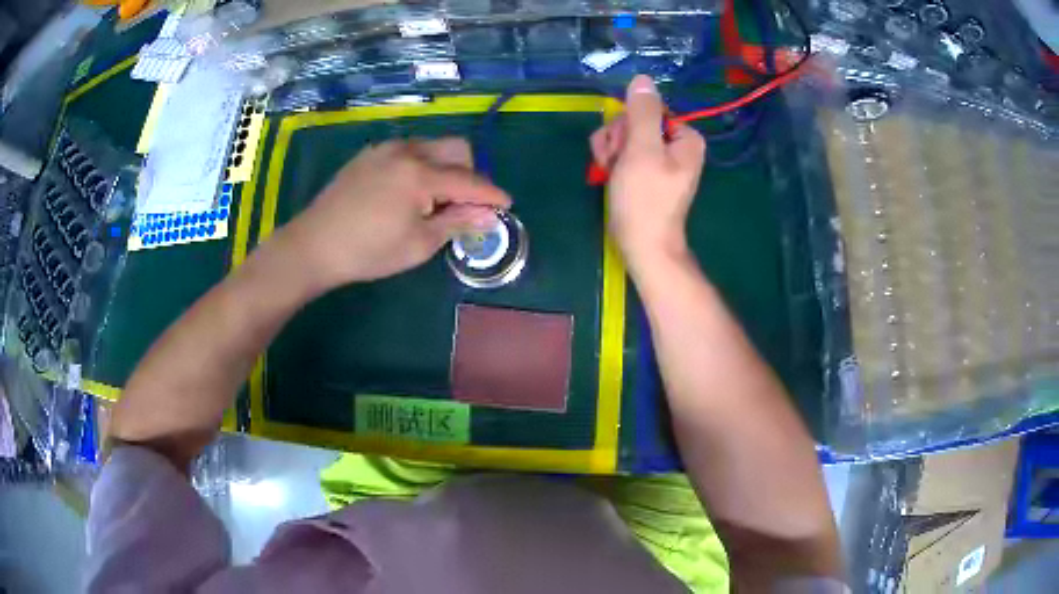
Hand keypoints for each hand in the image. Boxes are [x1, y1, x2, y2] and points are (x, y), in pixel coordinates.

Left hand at [273, 138, 509, 290]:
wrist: (314, 244)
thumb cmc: (368, 251)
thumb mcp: (419, 244)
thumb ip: (457, 223)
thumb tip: (490, 215)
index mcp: (420, 175)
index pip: (469, 181)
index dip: (492, 194)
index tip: (507, 205)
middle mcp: (407, 151)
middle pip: (456, 148)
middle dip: (471, 173)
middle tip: (466, 204)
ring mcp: (386, 149)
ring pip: (432, 147)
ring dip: (445, 168)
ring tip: (434, 201)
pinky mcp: (370, 154)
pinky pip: (409, 151)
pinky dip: (422, 166)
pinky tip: (408, 192)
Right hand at [590, 75, 705, 276]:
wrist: (643, 246)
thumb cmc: (645, 200)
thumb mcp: (642, 151)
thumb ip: (642, 113)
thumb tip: (643, 79)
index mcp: (685, 137)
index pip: (647, 110)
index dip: (627, 126)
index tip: (622, 149)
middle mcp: (676, 145)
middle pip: (634, 123)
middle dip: (617, 141)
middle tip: (615, 164)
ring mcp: (660, 160)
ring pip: (624, 137)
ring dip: (610, 152)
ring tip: (610, 173)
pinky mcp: (646, 173)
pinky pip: (624, 153)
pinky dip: (612, 163)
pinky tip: (609, 177)